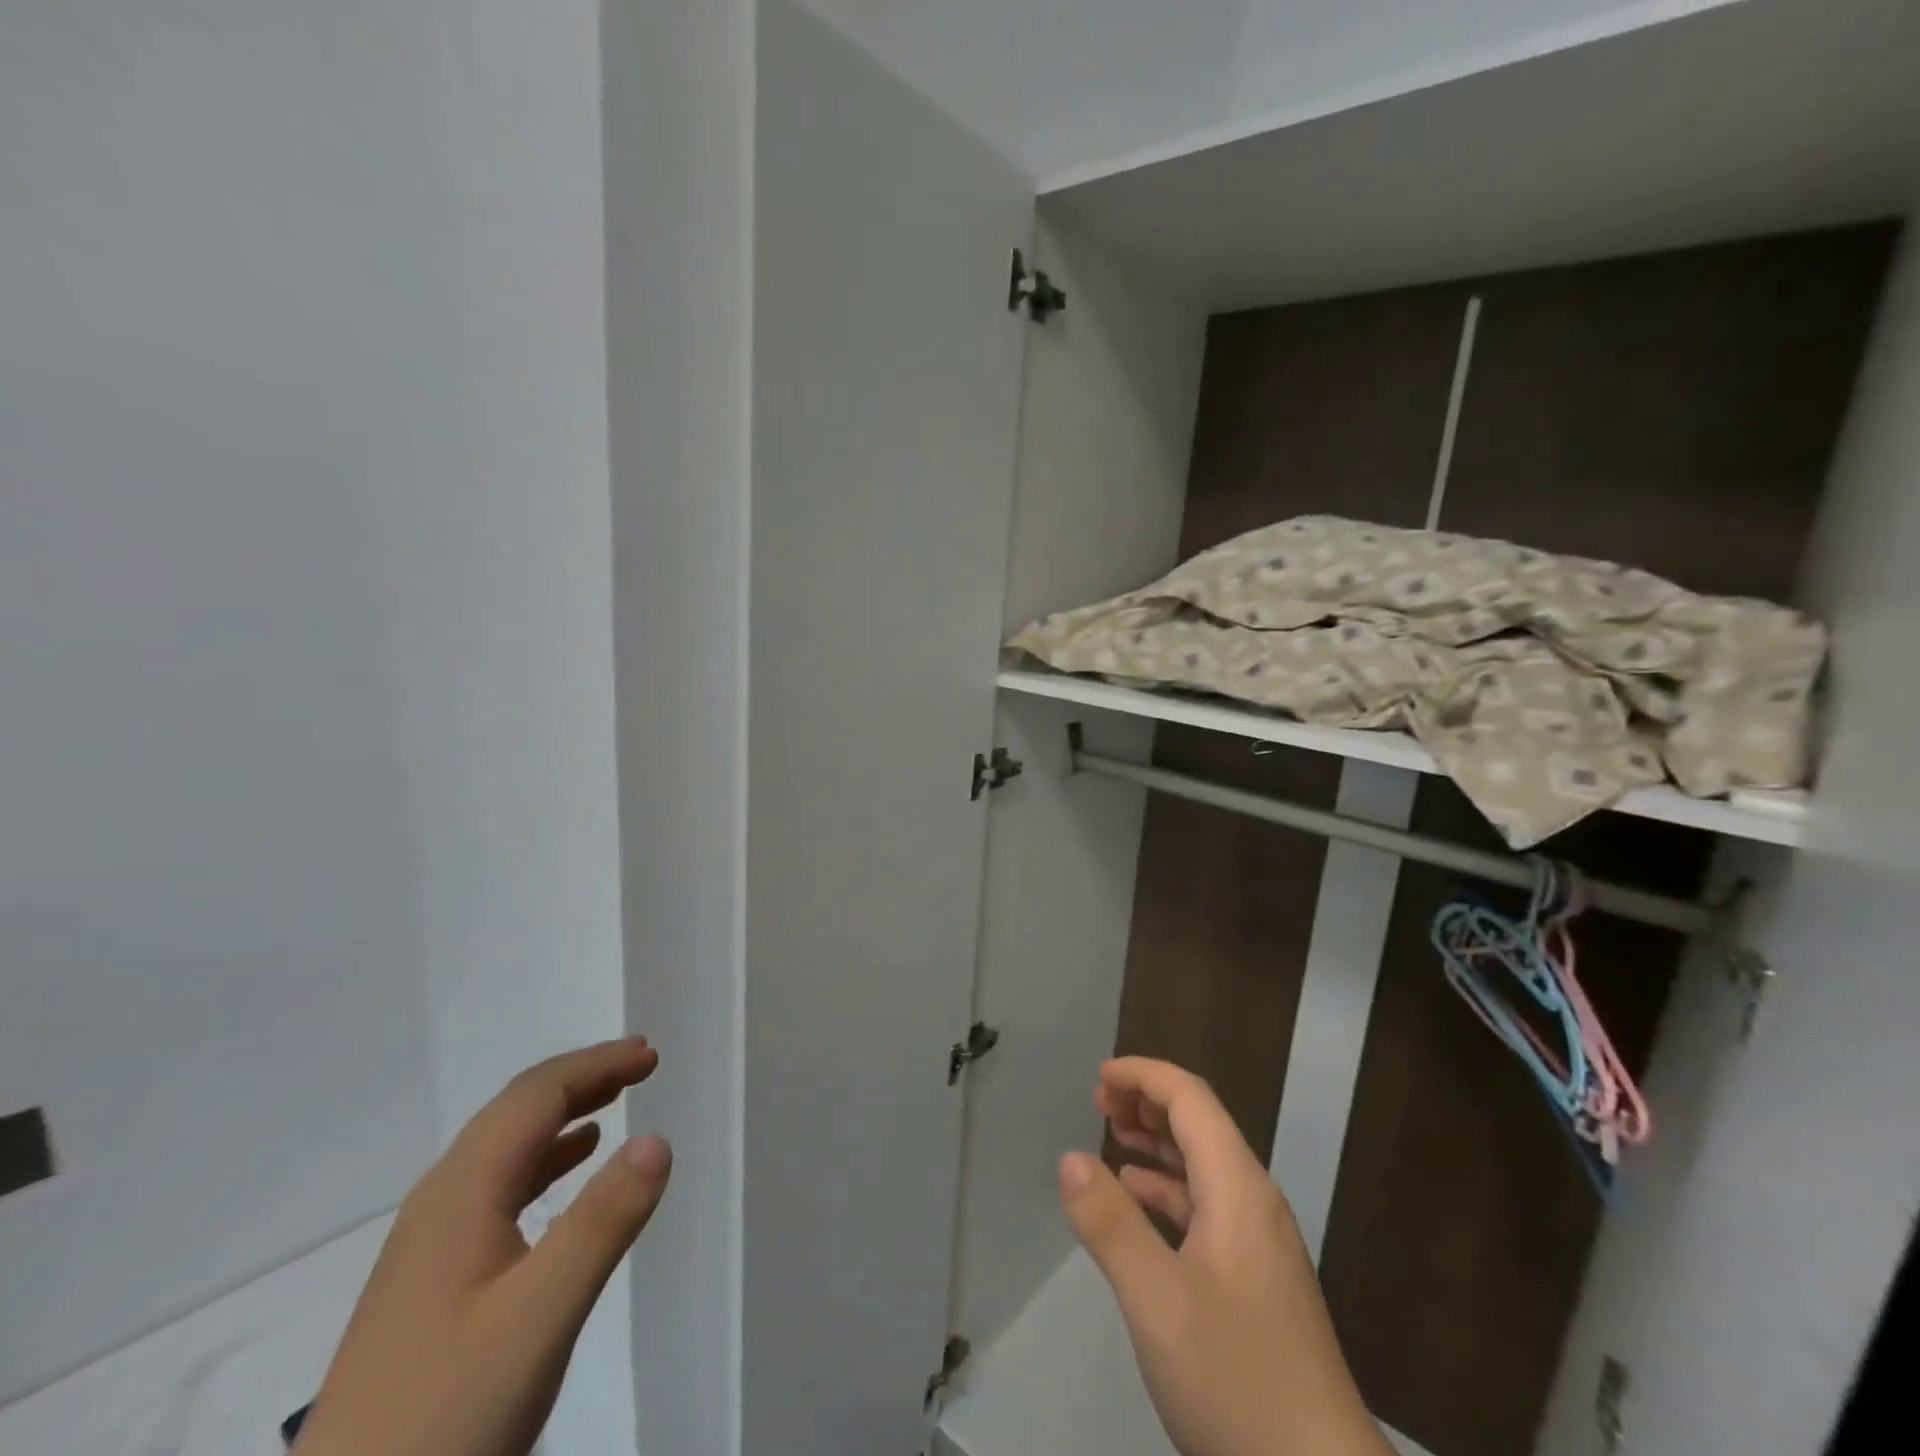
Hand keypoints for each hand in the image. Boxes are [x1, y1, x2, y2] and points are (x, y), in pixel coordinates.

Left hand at [295, 1037, 672, 1455]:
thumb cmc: (445, 1416)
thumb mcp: (538, 1318)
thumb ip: (601, 1224)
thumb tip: (657, 1139)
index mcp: (461, 1194)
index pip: (535, 1097)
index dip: (595, 1065)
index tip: (650, 1054)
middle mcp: (441, 1202)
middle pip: (516, 1111)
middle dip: (581, 1078)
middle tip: (641, 1063)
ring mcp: (431, 1243)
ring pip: (505, 1147)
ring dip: (564, 1113)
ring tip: (615, 1100)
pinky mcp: (433, 1280)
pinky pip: (499, 1186)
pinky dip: (545, 1158)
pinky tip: (569, 1169)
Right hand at [1058, 1058, 1391, 1455]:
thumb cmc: (1237, 1380)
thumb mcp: (1157, 1301)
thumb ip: (1110, 1224)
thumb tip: (1071, 1157)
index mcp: (1238, 1188)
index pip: (1191, 1098)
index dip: (1144, 1075)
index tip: (1099, 1077)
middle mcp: (1254, 1202)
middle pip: (1200, 1124)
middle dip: (1148, 1102)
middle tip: (1099, 1102)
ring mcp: (1260, 1243)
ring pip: (1204, 1165)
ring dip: (1157, 1142)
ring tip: (1112, 1137)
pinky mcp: (1258, 1279)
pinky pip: (1208, 1206)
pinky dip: (1170, 1189)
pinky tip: (1141, 1204)